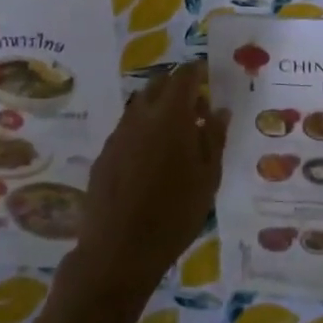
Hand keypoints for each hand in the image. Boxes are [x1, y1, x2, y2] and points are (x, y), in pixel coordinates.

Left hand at [71, 61, 229, 305]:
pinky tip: (152, 159)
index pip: (184, 75)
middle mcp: (141, 115)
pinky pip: (127, 129)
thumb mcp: (208, 178)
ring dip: (159, 109)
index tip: (208, 75)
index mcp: (171, 115)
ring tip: (176, 136)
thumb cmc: (175, 214)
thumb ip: (214, 137)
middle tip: (196, 108)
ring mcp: (118, 134)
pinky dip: (143, 130)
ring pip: (140, 106)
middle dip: (178, 87)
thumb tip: (219, 110)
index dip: (197, 70)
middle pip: (159, 84)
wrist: (119, 251)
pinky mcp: (104, 154)